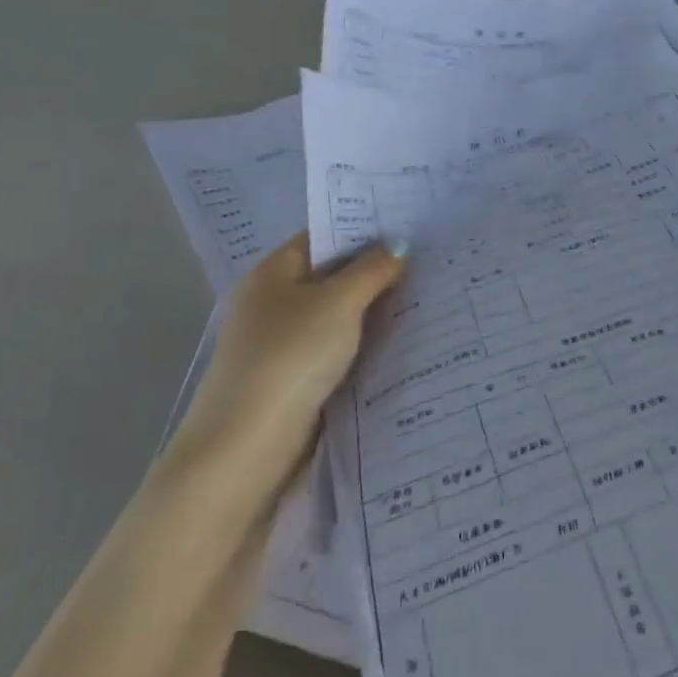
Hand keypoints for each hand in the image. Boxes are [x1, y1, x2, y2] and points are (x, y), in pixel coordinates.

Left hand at [174, 233, 406, 481]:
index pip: (322, 237)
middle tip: (429, 263)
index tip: (409, 229)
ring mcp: (282, 345)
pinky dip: (364, 347)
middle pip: (332, 278)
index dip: (363, 230)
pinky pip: (336, 352)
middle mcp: (273, 303)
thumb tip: (398, 246)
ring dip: (373, 314)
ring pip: (337, 318)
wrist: (247, 447)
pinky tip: (401, 345)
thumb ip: (372, 270)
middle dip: (376, 274)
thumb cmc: (290, 356)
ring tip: (427, 299)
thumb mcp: (338, 302)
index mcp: (272, 273)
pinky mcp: (294, 382)